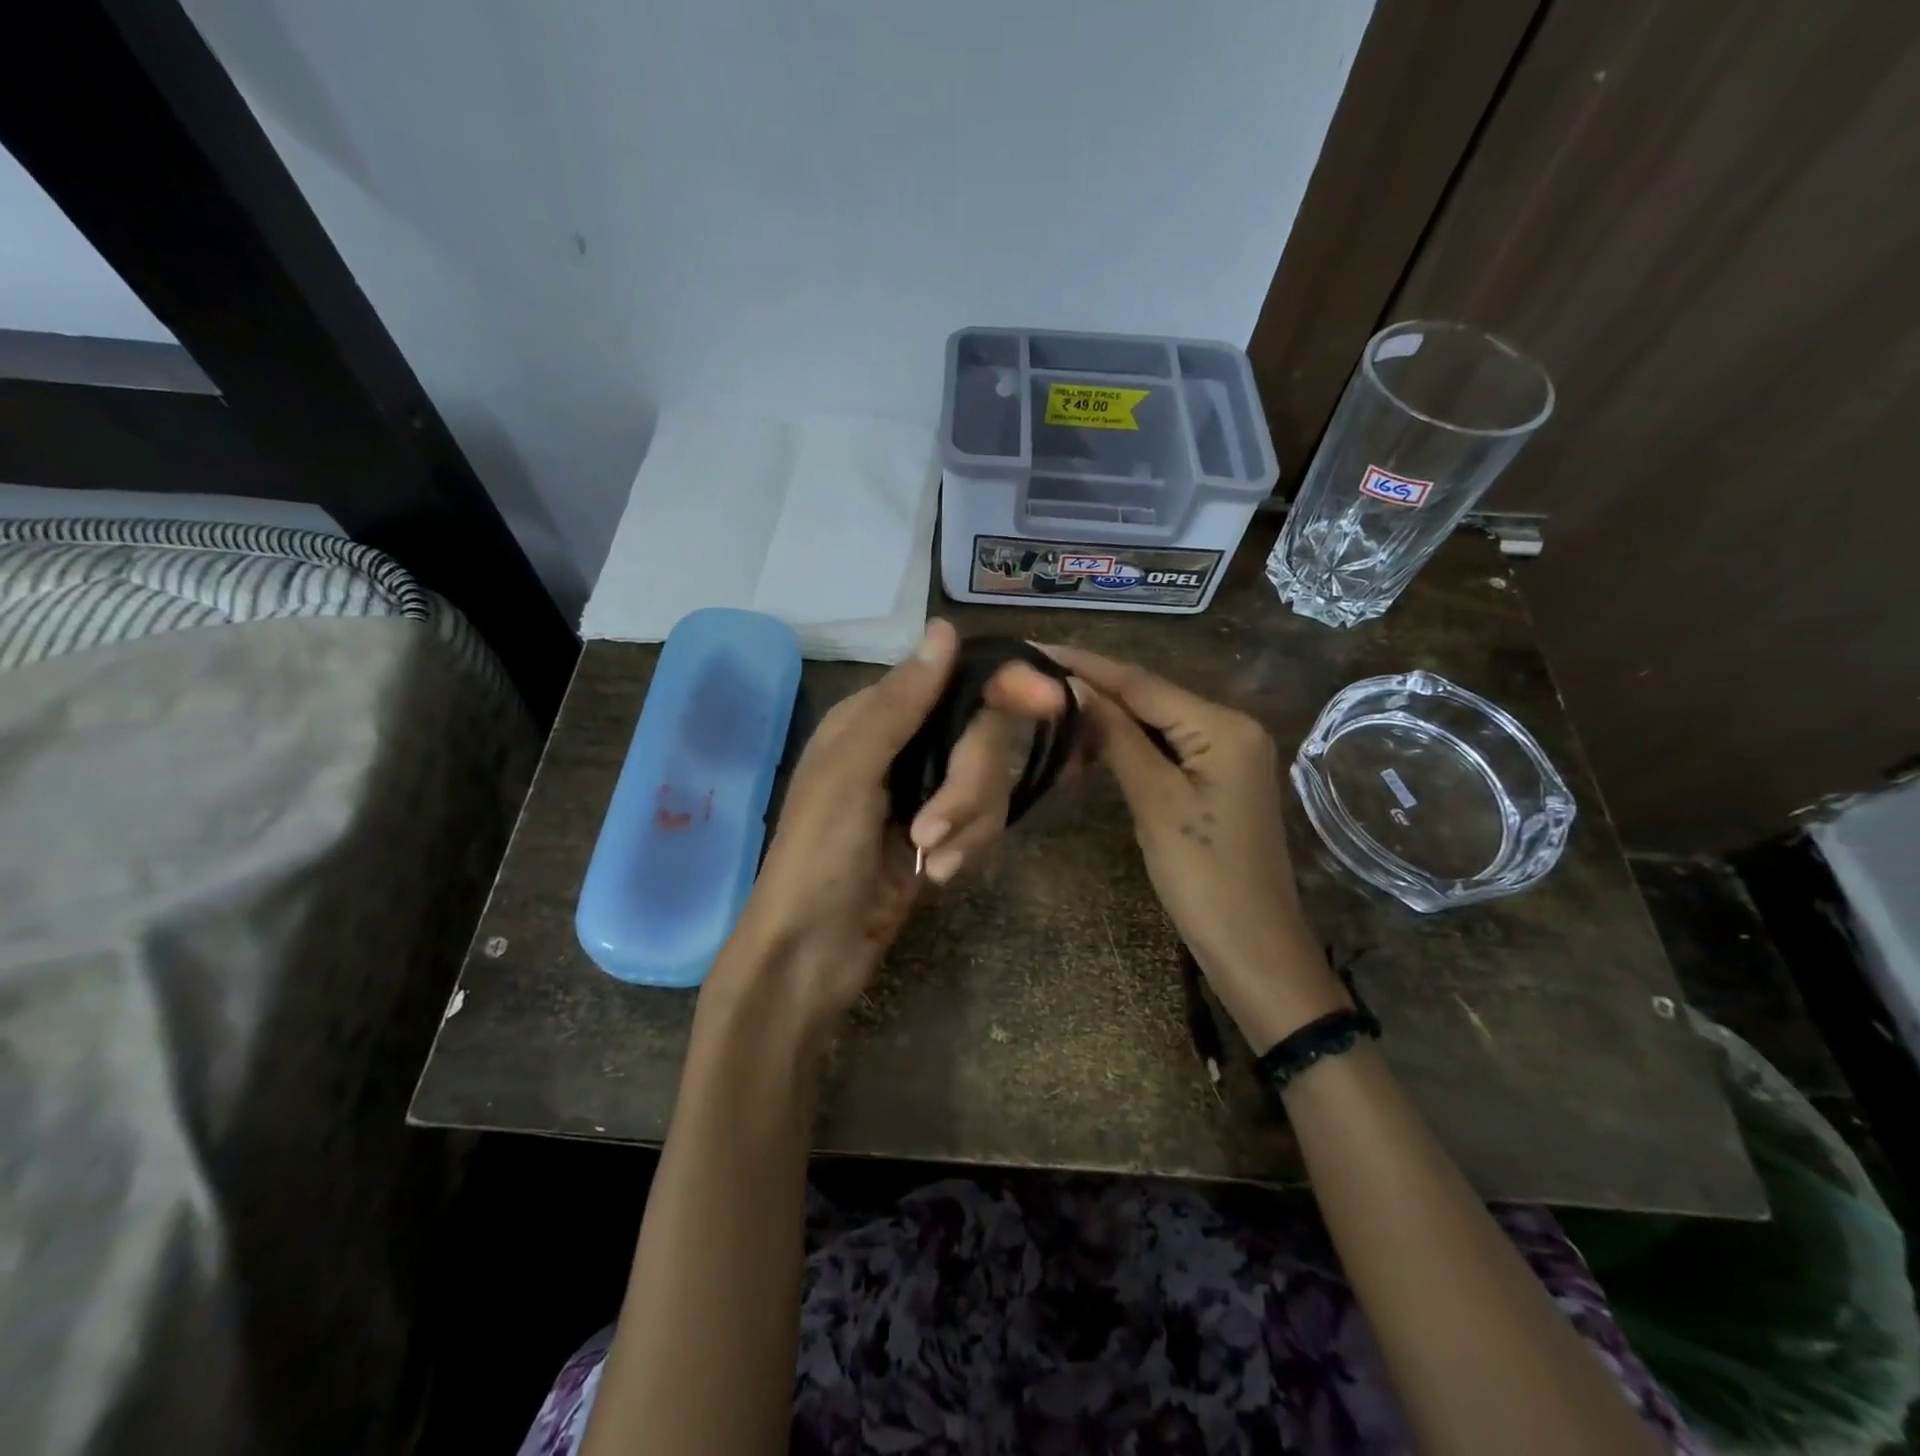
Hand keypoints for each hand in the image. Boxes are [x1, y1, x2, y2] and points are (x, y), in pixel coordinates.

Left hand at [723, 620, 1066, 1025]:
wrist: (812, 954)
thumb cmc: (817, 857)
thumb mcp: (850, 773)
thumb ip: (900, 704)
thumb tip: (944, 628)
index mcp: (875, 717)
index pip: (955, 682)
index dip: (1005, 687)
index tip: (1051, 700)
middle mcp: (906, 746)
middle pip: (982, 738)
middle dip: (967, 788)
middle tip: (931, 833)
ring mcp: (926, 792)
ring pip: (990, 784)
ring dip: (966, 827)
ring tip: (929, 862)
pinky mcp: (944, 835)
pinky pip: (986, 824)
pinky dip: (968, 850)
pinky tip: (934, 877)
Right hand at [1042, 645, 1349, 1050]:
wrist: (1253, 946)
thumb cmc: (1203, 876)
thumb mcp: (1154, 801)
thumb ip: (1116, 736)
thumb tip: (1074, 686)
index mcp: (1223, 725)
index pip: (1142, 683)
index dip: (1086, 665)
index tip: (1036, 648)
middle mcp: (1231, 726)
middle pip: (1150, 697)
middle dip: (1093, 691)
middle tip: (1034, 680)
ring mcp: (1228, 752)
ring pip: (1155, 722)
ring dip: (1107, 721)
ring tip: (1052, 712)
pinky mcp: (1218, 777)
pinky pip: (1166, 747)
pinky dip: (1129, 746)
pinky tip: (1092, 746)